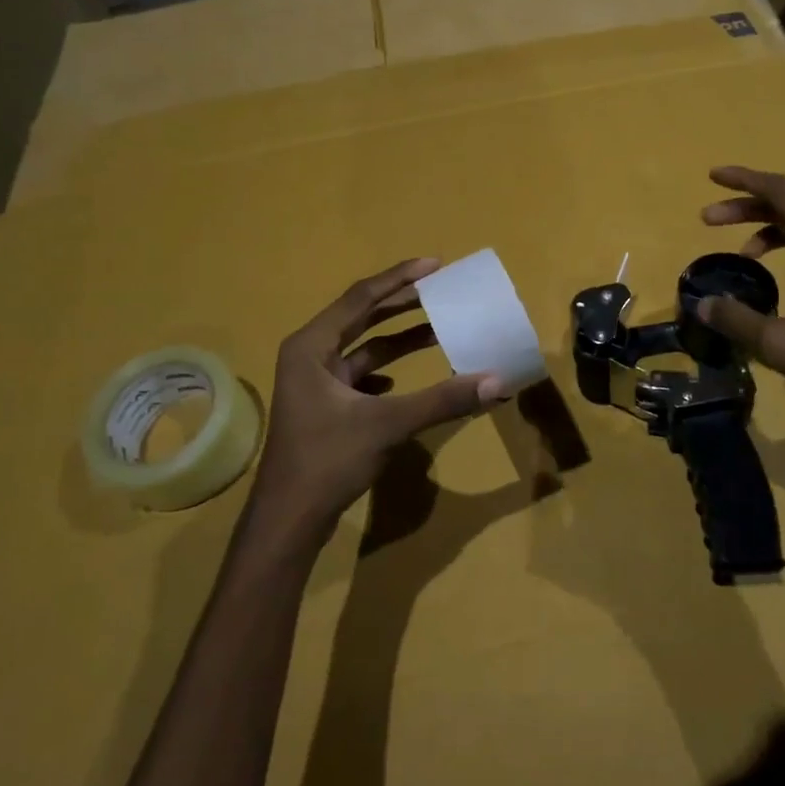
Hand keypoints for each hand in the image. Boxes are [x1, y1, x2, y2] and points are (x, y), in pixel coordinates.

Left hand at [248, 259, 504, 537]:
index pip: (361, 298)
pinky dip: (385, 372)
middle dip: (401, 304)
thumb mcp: (387, 425)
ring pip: (362, 349)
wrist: (288, 520)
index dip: (399, 279)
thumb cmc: (327, 461)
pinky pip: (360, 377)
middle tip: (441, 290)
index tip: (435, 265)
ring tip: (437, 329)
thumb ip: (442, 400)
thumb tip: (496, 382)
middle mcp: (309, 356)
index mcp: (311, 346)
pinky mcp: (323, 409)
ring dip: (398, 339)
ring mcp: (314, 384)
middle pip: (361, 317)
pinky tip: (403, 382)